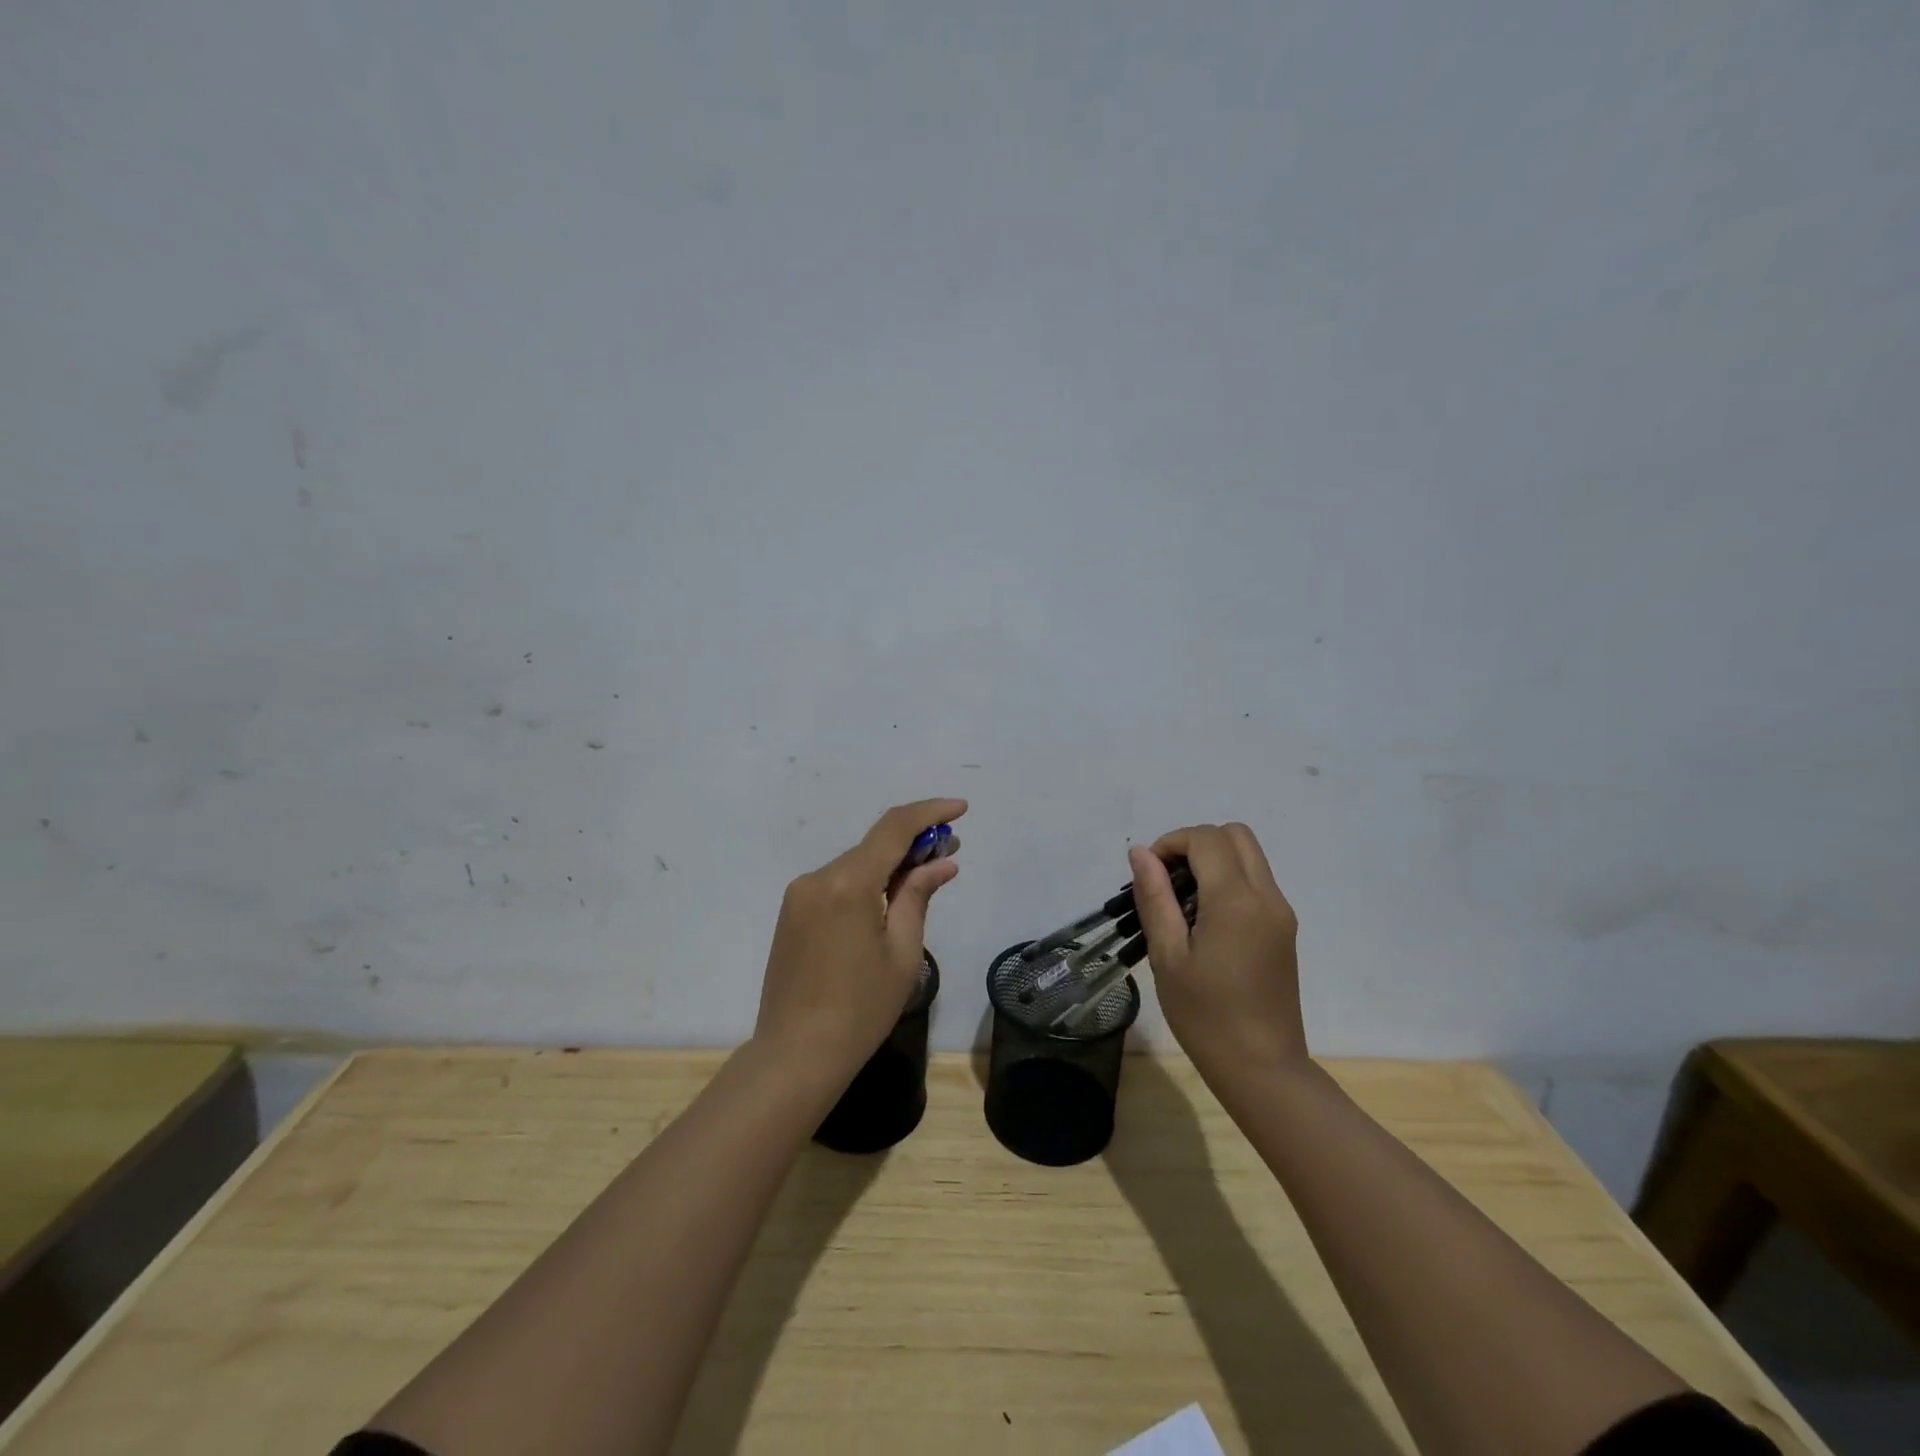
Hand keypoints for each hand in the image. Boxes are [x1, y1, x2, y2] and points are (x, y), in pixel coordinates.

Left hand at [754, 798, 965, 1083]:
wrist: (795, 1054)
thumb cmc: (860, 1009)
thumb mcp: (902, 952)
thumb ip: (918, 896)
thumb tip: (941, 862)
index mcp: (848, 884)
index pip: (894, 828)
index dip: (930, 812)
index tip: (961, 808)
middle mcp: (818, 878)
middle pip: (874, 845)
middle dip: (914, 841)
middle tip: (951, 847)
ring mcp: (800, 894)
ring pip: (856, 864)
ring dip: (891, 862)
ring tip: (927, 872)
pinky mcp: (793, 912)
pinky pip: (838, 883)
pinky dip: (868, 880)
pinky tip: (891, 896)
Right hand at [1129, 823, 1306, 1076]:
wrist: (1262, 1068)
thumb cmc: (1205, 1016)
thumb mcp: (1167, 956)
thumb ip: (1155, 897)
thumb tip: (1141, 853)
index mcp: (1236, 901)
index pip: (1206, 839)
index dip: (1171, 842)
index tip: (1148, 873)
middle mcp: (1267, 897)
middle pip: (1235, 835)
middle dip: (1195, 843)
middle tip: (1167, 879)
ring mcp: (1281, 912)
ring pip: (1249, 856)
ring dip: (1213, 860)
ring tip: (1183, 902)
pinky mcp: (1284, 929)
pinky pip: (1256, 881)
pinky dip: (1228, 880)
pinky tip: (1205, 921)